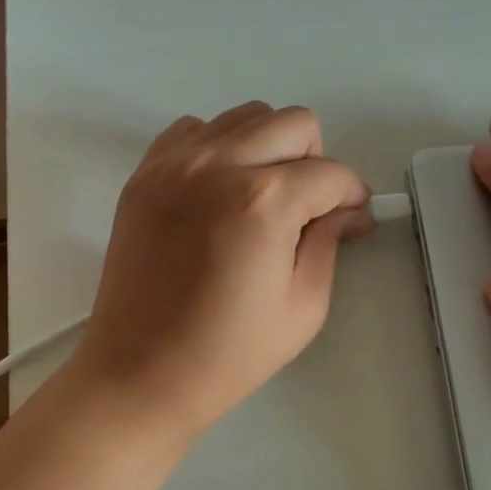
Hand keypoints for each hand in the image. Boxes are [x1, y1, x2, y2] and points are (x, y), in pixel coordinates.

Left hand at [69, 102, 370, 441]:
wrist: (139, 373)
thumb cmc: (227, 354)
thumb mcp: (304, 307)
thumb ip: (330, 242)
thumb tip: (348, 211)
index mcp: (264, 202)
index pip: (331, 173)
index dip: (352, 196)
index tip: (351, 218)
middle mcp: (218, 165)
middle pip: (294, 124)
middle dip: (314, 161)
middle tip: (306, 207)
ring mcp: (174, 164)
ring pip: (245, 116)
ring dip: (267, 147)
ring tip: (261, 197)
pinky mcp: (144, 174)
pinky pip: (194, 129)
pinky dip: (217, 147)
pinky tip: (218, 190)